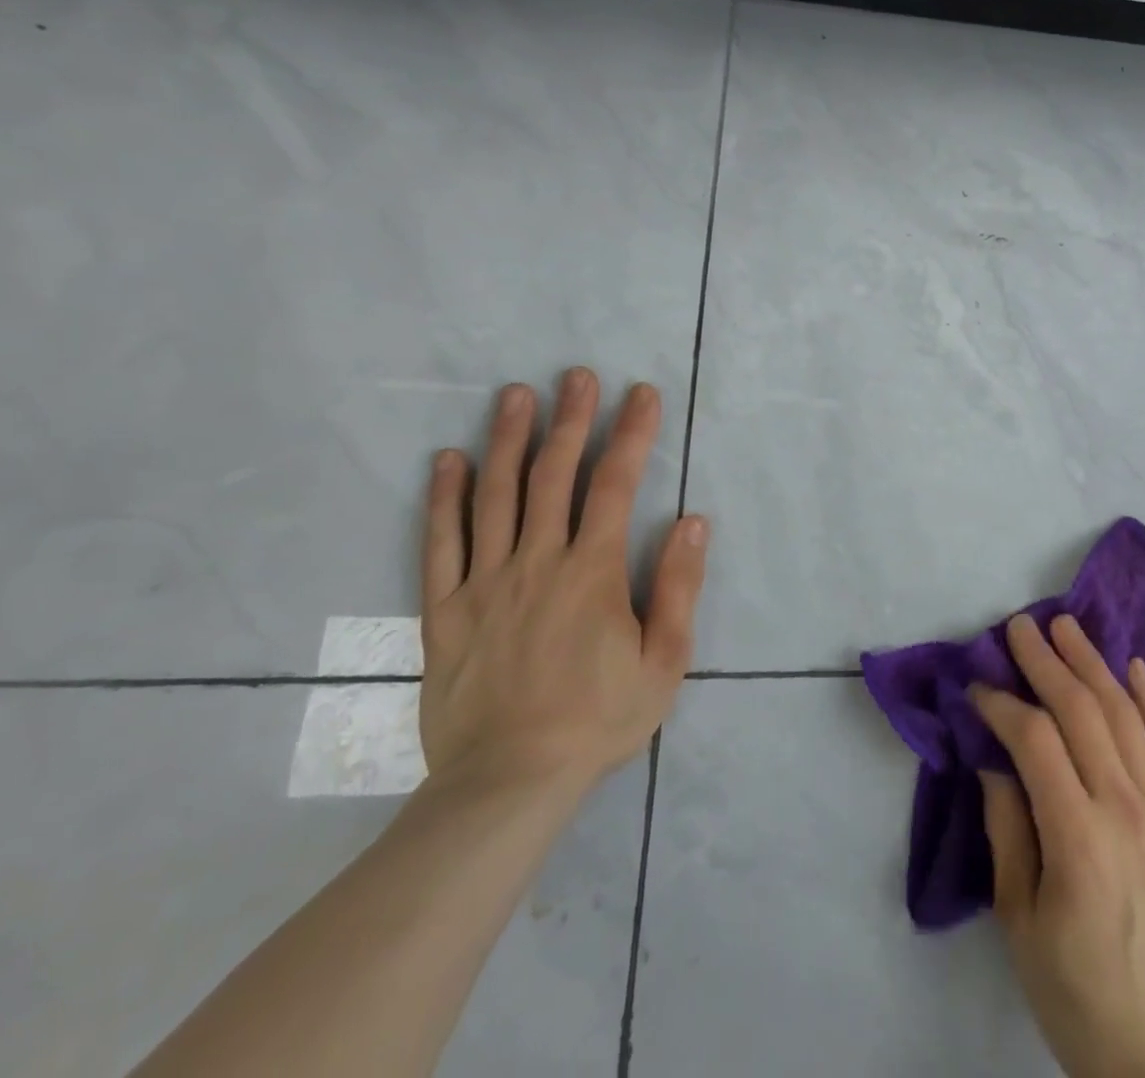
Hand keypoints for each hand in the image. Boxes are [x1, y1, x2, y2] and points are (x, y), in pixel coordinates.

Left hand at [418, 369, 707, 797]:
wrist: (508, 782)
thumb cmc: (599, 719)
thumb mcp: (664, 660)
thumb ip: (678, 586)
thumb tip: (691, 520)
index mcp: (592, 573)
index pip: (615, 486)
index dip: (632, 434)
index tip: (642, 394)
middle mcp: (537, 563)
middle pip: (553, 476)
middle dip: (571, 420)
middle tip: (577, 375)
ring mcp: (485, 583)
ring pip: (495, 496)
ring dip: (509, 440)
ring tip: (516, 395)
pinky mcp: (445, 610)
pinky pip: (440, 543)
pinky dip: (444, 498)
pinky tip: (450, 460)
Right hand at [971, 615, 1144, 1077]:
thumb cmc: (1072, 986)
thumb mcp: (1018, 917)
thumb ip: (1007, 828)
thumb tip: (994, 759)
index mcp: (1078, 837)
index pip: (1036, 741)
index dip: (1002, 705)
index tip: (976, 687)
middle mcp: (1125, 807)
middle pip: (1082, 711)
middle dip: (1046, 661)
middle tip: (1019, 626)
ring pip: (1125, 713)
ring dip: (1093, 663)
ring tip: (1067, 626)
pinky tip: (1134, 665)